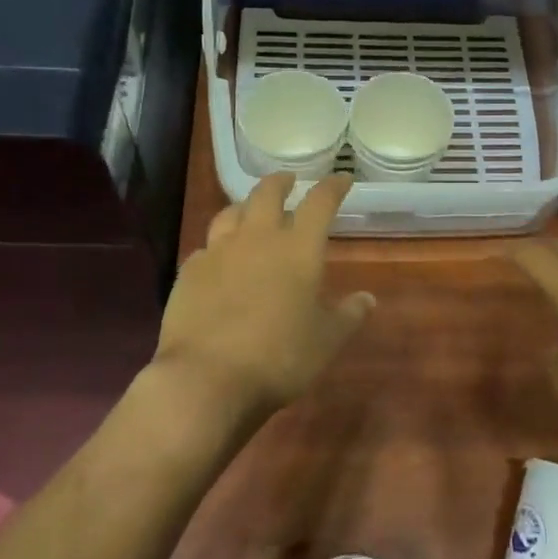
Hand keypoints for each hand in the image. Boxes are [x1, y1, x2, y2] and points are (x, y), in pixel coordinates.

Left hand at [153, 174, 374, 428]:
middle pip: (267, 193)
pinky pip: (206, 246)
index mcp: (298, 249)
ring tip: (251, 210)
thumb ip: (348, 315)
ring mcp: (218, 252)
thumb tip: (368, 298)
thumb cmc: (279, 358)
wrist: (206, 378)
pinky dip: (218, 244)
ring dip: (245, 205)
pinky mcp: (189, 272)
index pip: (320, 203)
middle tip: (289, 181)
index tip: (342, 180)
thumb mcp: (326, 341)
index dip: (333, 187)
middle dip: (282, 182)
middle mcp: (257, 239)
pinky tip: (219, 258)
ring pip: (231, 212)